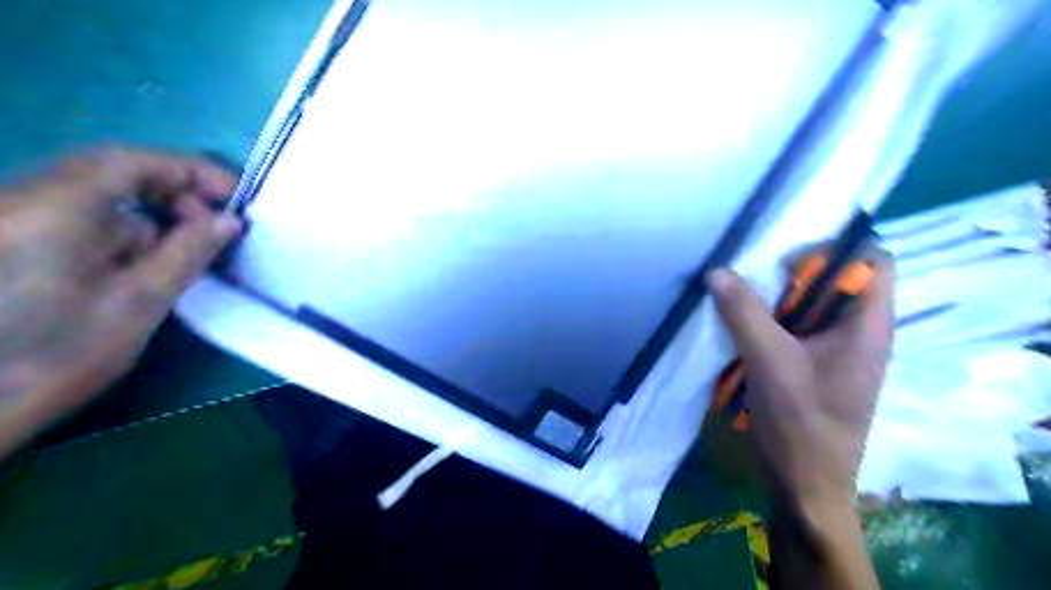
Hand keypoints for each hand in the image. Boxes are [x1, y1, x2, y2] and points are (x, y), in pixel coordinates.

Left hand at [1, 148, 240, 456]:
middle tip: (216, 229)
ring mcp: (16, 221)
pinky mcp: (15, 243)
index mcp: (56, 208)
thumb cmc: (56, 356)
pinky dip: (125, 236)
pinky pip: (84, 221)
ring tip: (184, 258)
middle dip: (175, 195)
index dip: (192, 171)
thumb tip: (229, 221)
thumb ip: (188, 253)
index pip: (133, 162)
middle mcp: (27, 200)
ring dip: (153, 219)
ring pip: (103, 200)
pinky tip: (143, 269)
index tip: (237, 199)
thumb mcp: (139, 302)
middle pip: (116, 173)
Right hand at [710, 259, 888, 507]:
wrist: (805, 486)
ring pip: (812, 307)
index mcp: (867, 326)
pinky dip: (771, 324)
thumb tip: (717, 271)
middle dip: (794, 278)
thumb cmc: (800, 423)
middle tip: (754, 288)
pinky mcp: (817, 368)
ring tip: (742, 308)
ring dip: (776, 303)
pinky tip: (743, 334)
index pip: (873, 262)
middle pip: (837, 282)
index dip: (834, 251)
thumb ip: (744, 312)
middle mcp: (859, 333)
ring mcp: (838, 353)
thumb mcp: (769, 361)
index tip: (787, 266)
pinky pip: (797, 330)